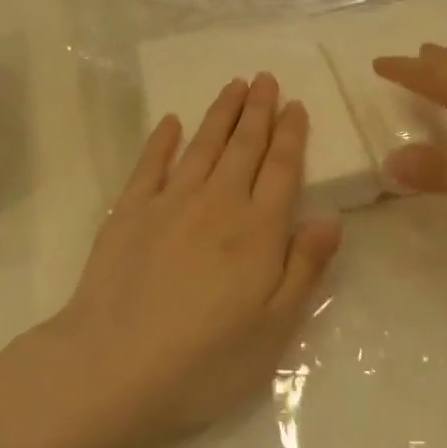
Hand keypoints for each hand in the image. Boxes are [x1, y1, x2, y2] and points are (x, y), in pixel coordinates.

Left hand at [40, 75, 341, 447]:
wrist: (113, 369)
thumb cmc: (206, 360)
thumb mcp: (274, 327)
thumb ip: (305, 267)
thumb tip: (332, 217)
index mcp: (258, 230)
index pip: (281, 169)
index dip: (291, 135)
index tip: (295, 105)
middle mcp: (218, 204)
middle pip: (243, 147)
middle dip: (258, 110)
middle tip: (265, 78)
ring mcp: (169, 203)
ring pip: (203, 146)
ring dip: (220, 114)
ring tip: (233, 86)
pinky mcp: (128, 213)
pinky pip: (150, 164)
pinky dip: (163, 140)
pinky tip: (172, 122)